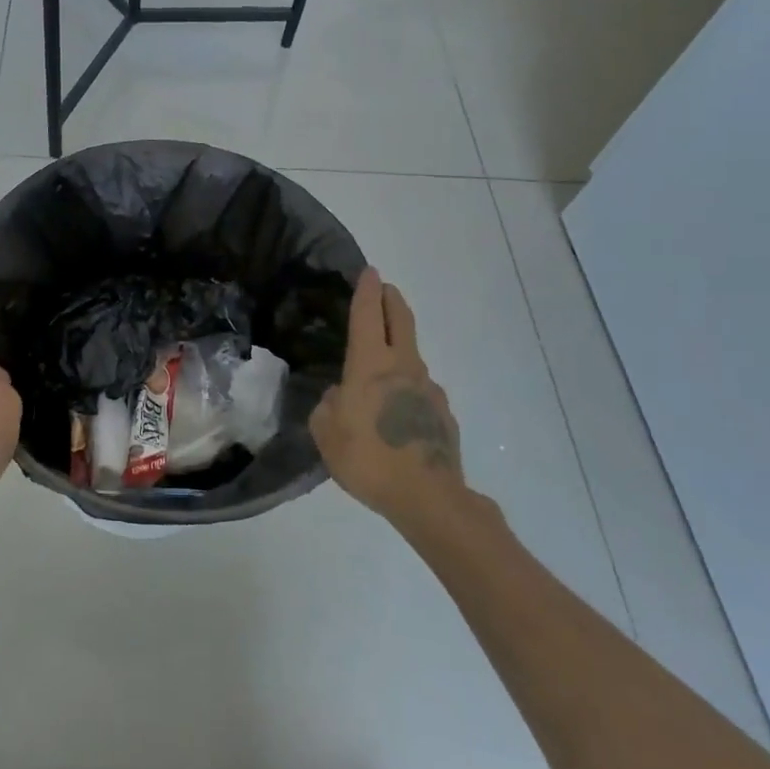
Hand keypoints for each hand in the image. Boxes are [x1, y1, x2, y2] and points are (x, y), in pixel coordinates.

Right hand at [310, 268, 464, 523]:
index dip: (366, 291)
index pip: (369, 315)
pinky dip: (407, 388)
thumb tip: (342, 396)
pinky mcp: (443, 413)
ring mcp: (428, 389)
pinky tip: (396, 412)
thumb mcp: (326, 432)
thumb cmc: (368, 458)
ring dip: (399, 348)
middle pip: (401, 320)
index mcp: (371, 364)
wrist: (428, 497)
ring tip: (381, 366)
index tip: (369, 271)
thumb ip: (329, 405)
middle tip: (384, 289)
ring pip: (412, 356)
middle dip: (392, 300)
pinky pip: (419, 390)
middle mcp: (404, 366)